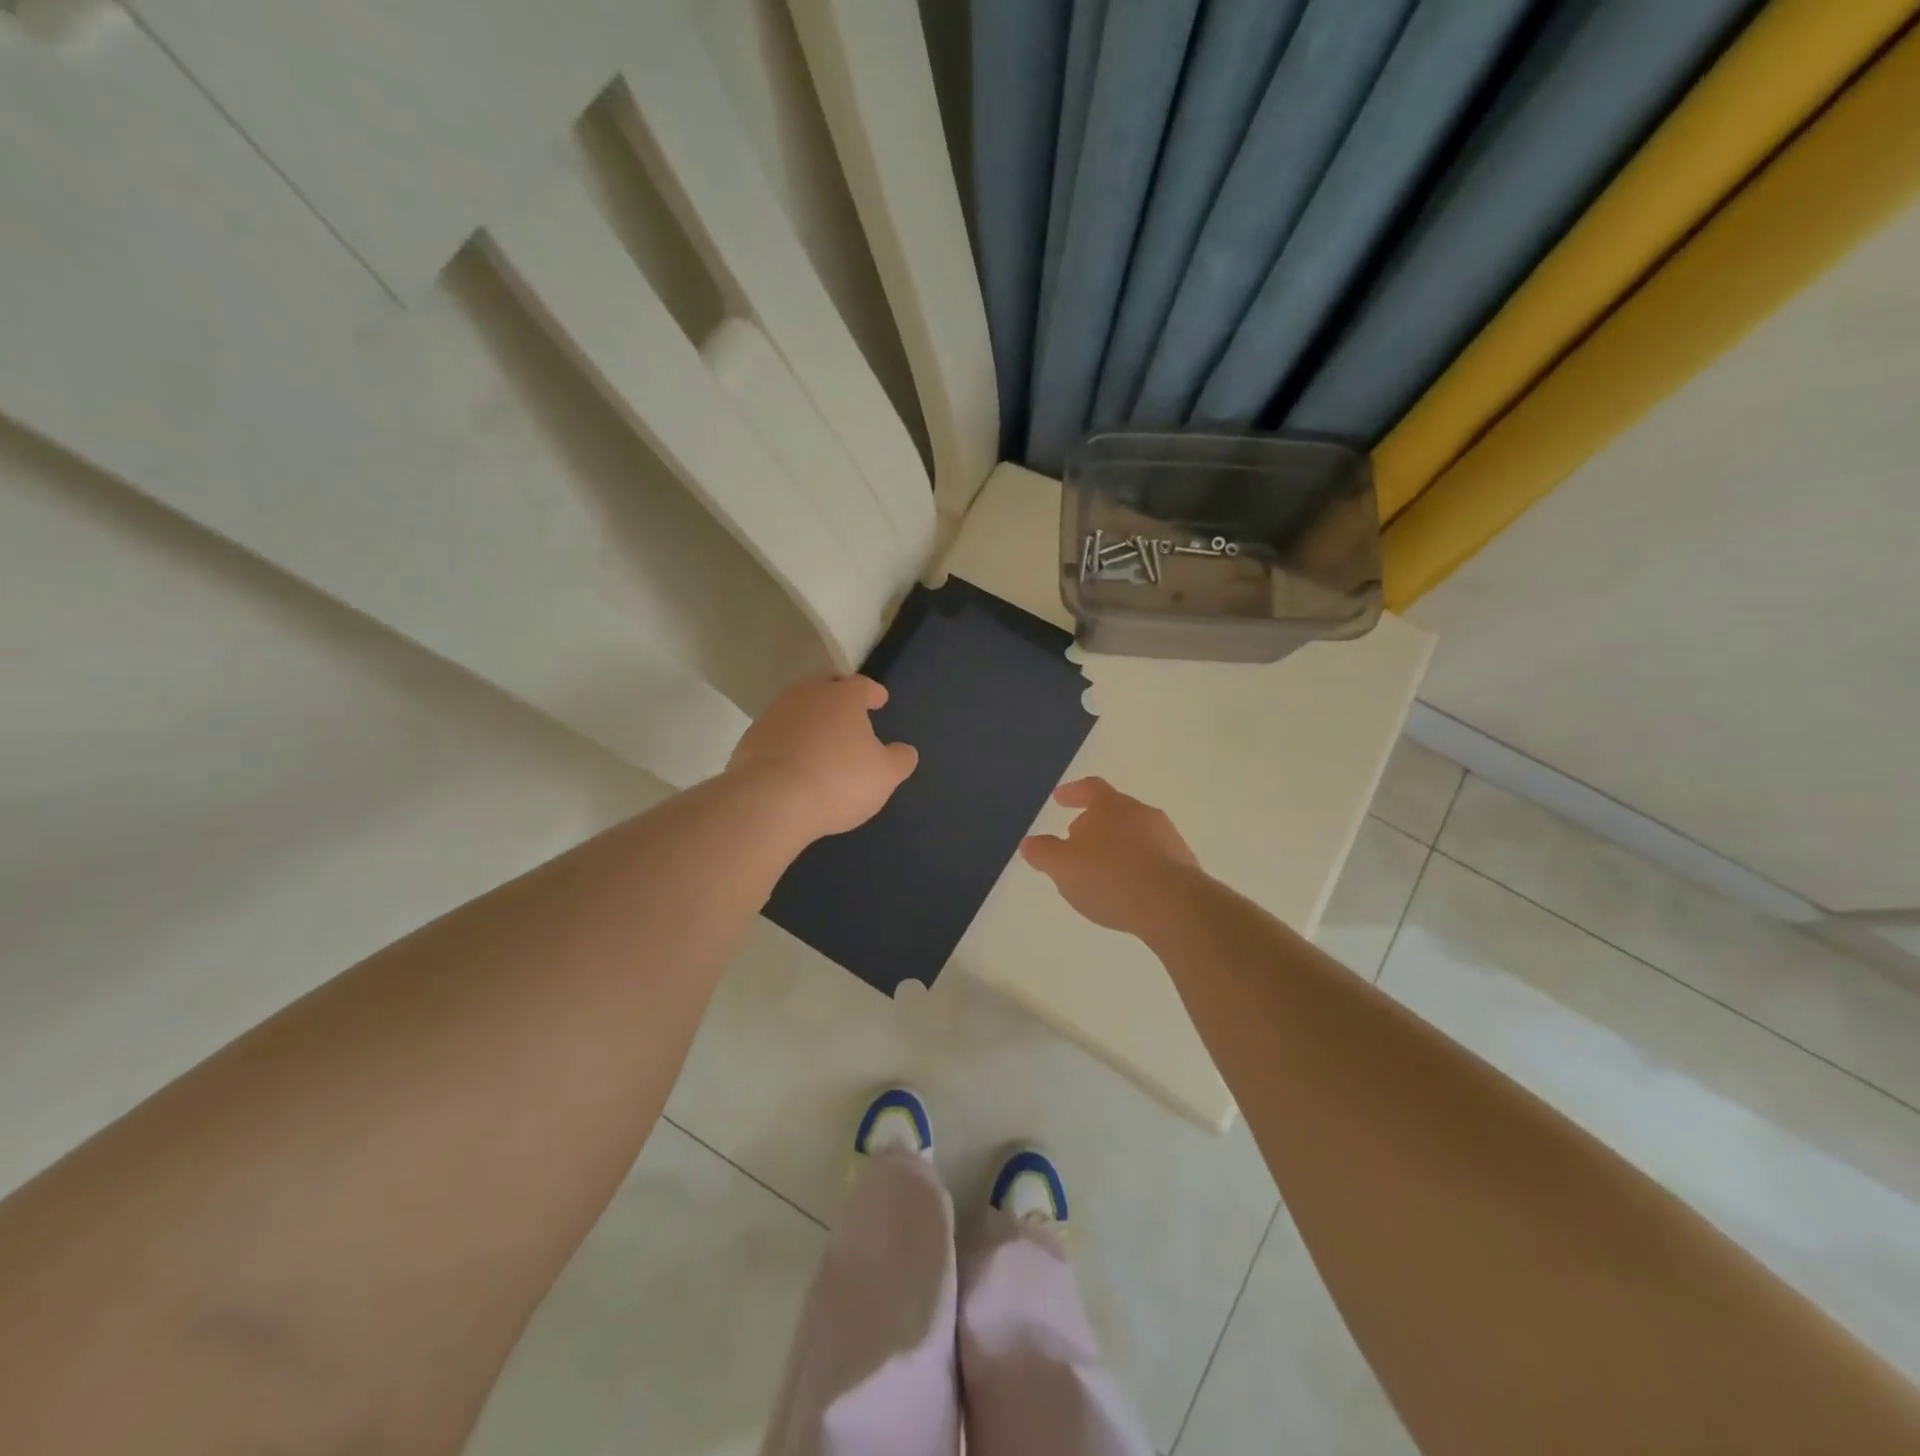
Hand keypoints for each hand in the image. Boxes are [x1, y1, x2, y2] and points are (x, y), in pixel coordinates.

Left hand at [727, 674, 917, 841]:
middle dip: (838, 695)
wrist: (770, 801)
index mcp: (843, 697)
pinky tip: (794, 760)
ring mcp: (774, 714)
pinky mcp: (750, 739)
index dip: (873, 692)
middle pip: (825, 686)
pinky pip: (777, 731)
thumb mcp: (884, 776)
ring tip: (821, 737)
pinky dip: (789, 739)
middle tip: (848, 711)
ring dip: (810, 717)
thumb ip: (899, 760)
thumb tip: (905, 751)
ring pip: (798, 706)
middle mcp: (807, 695)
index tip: (879, 700)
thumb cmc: (838, 781)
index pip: (862, 685)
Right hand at [1019, 777, 1199, 936]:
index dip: (1073, 792)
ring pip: (1135, 834)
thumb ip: (1044, 853)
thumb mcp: (1063, 867)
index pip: (1090, 788)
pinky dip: (1136, 866)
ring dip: (1117, 846)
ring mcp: (1167, 838)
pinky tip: (1128, 888)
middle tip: (1076, 840)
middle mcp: (1142, 813)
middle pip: (1115, 810)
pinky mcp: (1184, 865)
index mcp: (1111, 806)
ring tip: (1102, 870)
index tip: (1060, 799)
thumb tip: (1029, 843)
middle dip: (1094, 823)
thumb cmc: (1110, 878)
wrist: (1174, 906)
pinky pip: (1153, 858)